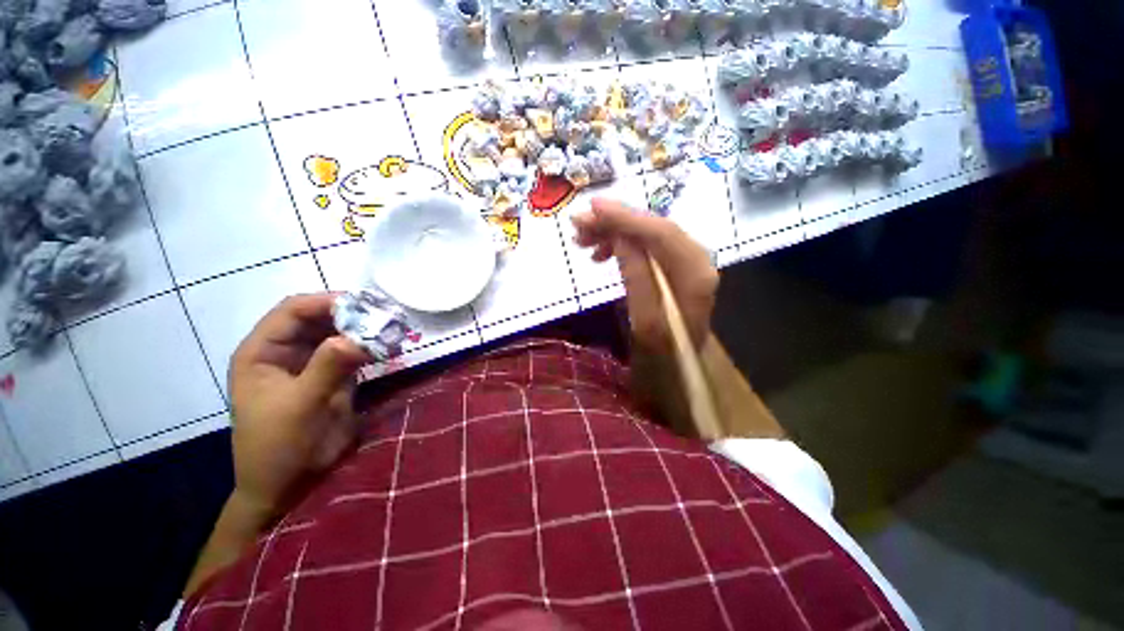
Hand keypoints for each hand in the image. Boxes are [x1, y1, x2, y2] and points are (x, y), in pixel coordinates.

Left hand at [228, 294, 371, 521]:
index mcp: (262, 352)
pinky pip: (352, 352)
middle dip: (352, 315)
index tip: (364, 305)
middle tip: (386, 318)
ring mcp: (310, 363)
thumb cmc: (279, 446)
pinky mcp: (332, 376)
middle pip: (319, 319)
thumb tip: (358, 338)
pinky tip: (389, 347)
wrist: (288, 485)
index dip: (326, 303)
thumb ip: (327, 368)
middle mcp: (286, 351)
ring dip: (364, 330)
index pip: (293, 311)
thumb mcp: (300, 406)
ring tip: (392, 330)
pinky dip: (370, 347)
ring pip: (339, 334)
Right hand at [571, 198, 717, 351]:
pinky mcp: (671, 272)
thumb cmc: (664, 361)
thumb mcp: (646, 325)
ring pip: (647, 237)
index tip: (592, 208)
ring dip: (614, 234)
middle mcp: (696, 262)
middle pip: (654, 229)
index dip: (626, 217)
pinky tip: (600, 254)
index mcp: (695, 277)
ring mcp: (684, 266)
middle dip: (615, 223)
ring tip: (583, 242)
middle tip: (577, 226)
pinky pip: (645, 249)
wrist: (680, 377)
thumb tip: (623, 239)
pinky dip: (621, 247)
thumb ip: (637, 279)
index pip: (661, 233)